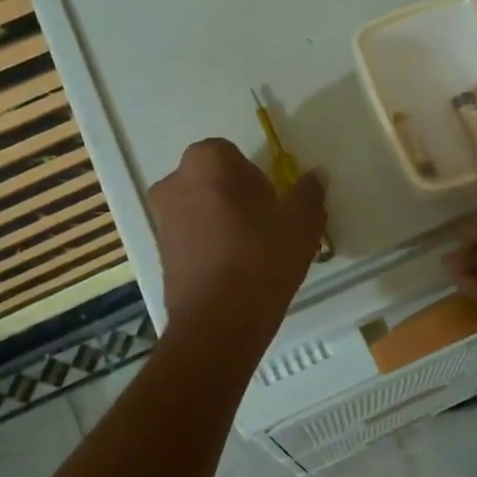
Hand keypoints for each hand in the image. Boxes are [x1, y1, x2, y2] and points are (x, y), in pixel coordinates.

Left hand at [149, 138, 326, 341]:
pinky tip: (235, 272)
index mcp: (207, 162)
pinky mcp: (161, 253)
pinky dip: (211, 247)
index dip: (257, 178)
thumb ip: (309, 192)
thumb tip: (316, 175)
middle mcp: (174, 182)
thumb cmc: (261, 258)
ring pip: (202, 210)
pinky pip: (192, 238)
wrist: (218, 322)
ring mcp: (162, 219)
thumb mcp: (301, 222)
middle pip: (214, 181)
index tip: (274, 204)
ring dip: (223, 223)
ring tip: (253, 254)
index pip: (233, 155)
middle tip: (267, 228)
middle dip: (238, 198)